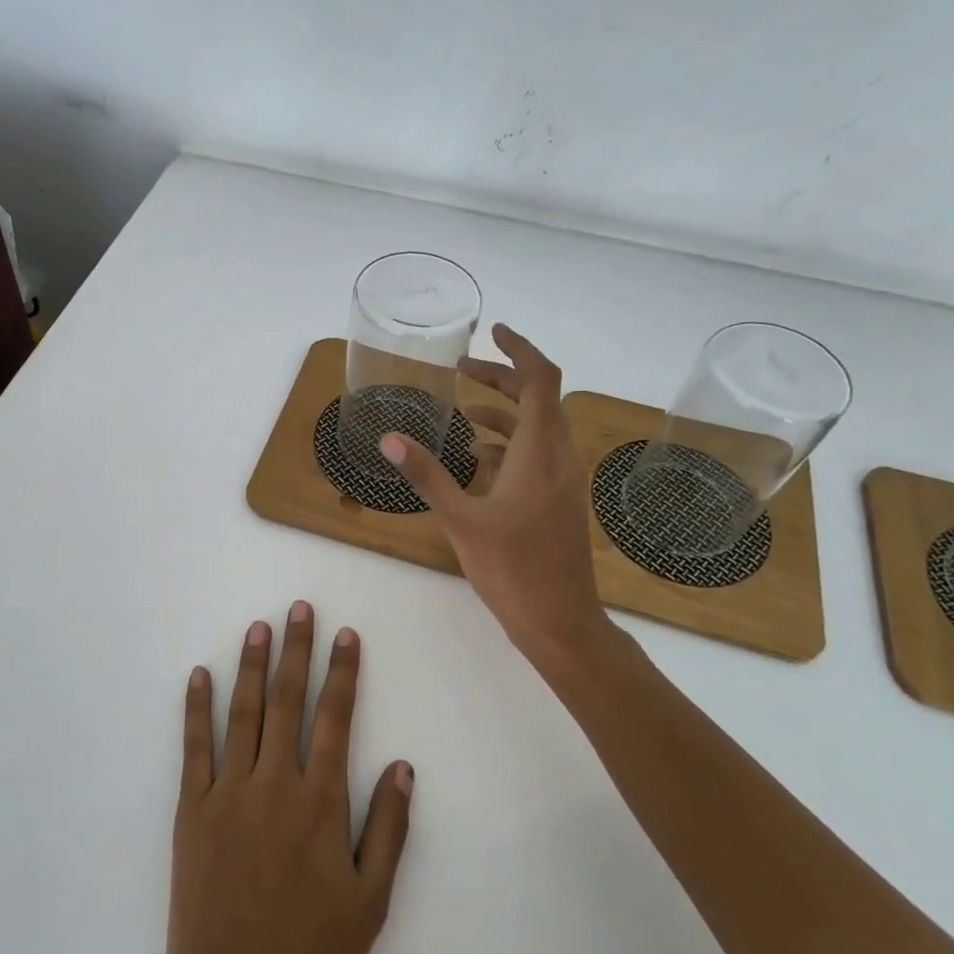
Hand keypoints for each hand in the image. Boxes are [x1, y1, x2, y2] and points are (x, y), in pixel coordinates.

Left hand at [68, 605, 411, 953]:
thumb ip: (388, 828)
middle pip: (287, 700)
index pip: (336, 718)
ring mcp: (228, 792)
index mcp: (320, 802)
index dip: (343, 672)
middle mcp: (274, 783)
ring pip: (242, 712)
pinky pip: (194, 747)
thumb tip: (402, 765)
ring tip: (258, 627)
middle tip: (299, 608)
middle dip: (296, 650)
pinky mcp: (191, 810)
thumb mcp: (370, 902)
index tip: (346, 635)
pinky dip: (196, 708)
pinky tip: (199, 676)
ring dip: (251, 665)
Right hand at [381, 323, 615, 670]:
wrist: (560, 621)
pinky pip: (537, 454)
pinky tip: (477, 458)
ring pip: (538, 427)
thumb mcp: (461, 521)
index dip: (520, 350)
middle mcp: (559, 457)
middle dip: (502, 378)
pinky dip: (509, 443)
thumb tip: (389, 438)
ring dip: (504, 411)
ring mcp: (564, 480)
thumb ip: (426, 475)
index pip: (541, 381)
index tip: (494, 332)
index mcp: (539, 453)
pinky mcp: (560, 499)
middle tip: (463, 367)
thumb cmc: (512, 570)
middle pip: (539, 399)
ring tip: (463, 410)